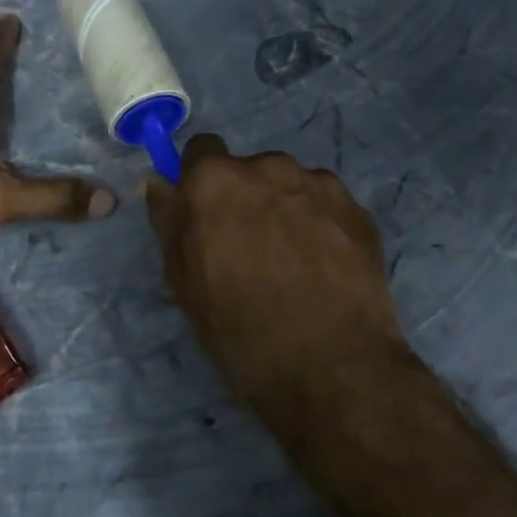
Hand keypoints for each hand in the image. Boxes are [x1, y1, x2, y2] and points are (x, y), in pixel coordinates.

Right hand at [144, 135, 408, 407]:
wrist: (333, 367)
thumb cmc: (241, 329)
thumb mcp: (184, 282)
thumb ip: (170, 221)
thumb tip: (159, 182)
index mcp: (217, 180)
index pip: (201, 149)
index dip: (200, 180)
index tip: (207, 215)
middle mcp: (268, 166)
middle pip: (249, 170)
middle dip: (246, 199)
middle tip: (252, 251)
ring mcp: (319, 184)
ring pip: (290, 186)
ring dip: (286, 209)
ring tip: (295, 264)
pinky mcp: (358, 208)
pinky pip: (326, 205)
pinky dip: (321, 225)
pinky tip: (325, 268)